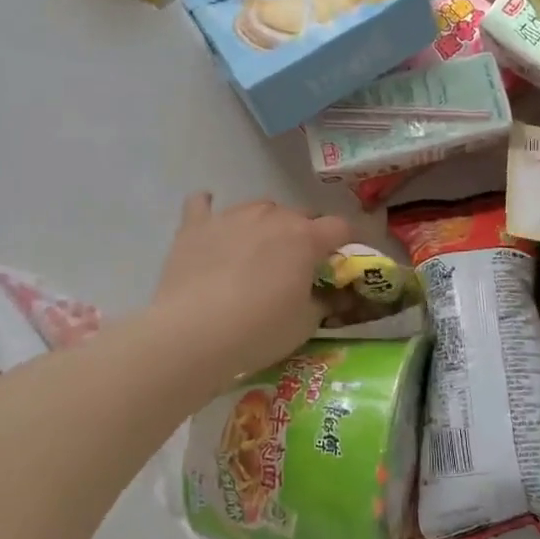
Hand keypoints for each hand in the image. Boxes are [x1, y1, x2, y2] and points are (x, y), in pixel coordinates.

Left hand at [151, 193, 350, 381]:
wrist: (193, 333)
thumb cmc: (259, 330)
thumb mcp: (305, 324)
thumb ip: (323, 301)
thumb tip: (328, 294)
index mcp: (306, 237)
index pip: (340, 227)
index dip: (346, 243)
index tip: (342, 262)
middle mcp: (272, 216)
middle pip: (300, 214)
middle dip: (306, 235)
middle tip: (299, 265)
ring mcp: (231, 216)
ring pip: (259, 207)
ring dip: (266, 224)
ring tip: (259, 250)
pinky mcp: (195, 226)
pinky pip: (202, 205)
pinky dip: (209, 210)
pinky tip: (210, 220)